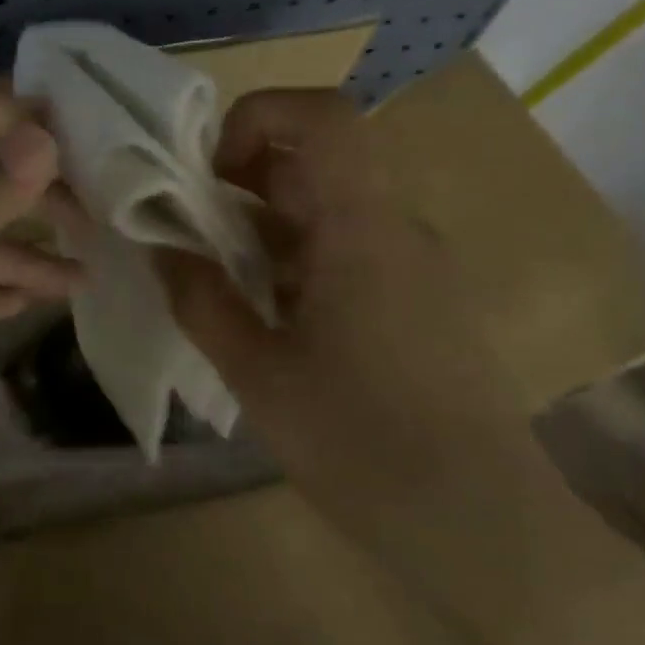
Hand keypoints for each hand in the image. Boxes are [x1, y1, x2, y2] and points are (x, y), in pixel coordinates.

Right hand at [156, 89, 556, 536]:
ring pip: (325, 208)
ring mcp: (412, 264)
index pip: (321, 117)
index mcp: (361, 229)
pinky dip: (293, 261)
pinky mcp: (417, 300)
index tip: (208, 176)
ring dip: (262, 228)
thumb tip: (161, 248)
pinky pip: (345, 249)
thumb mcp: (257, 373)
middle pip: (314, 161)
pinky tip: (267, 320)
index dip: (254, 118)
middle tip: (192, 238)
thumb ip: (200, 300)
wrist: (483, 528)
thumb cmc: (362, 445)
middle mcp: (395, 228)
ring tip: (219, 285)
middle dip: (239, 184)